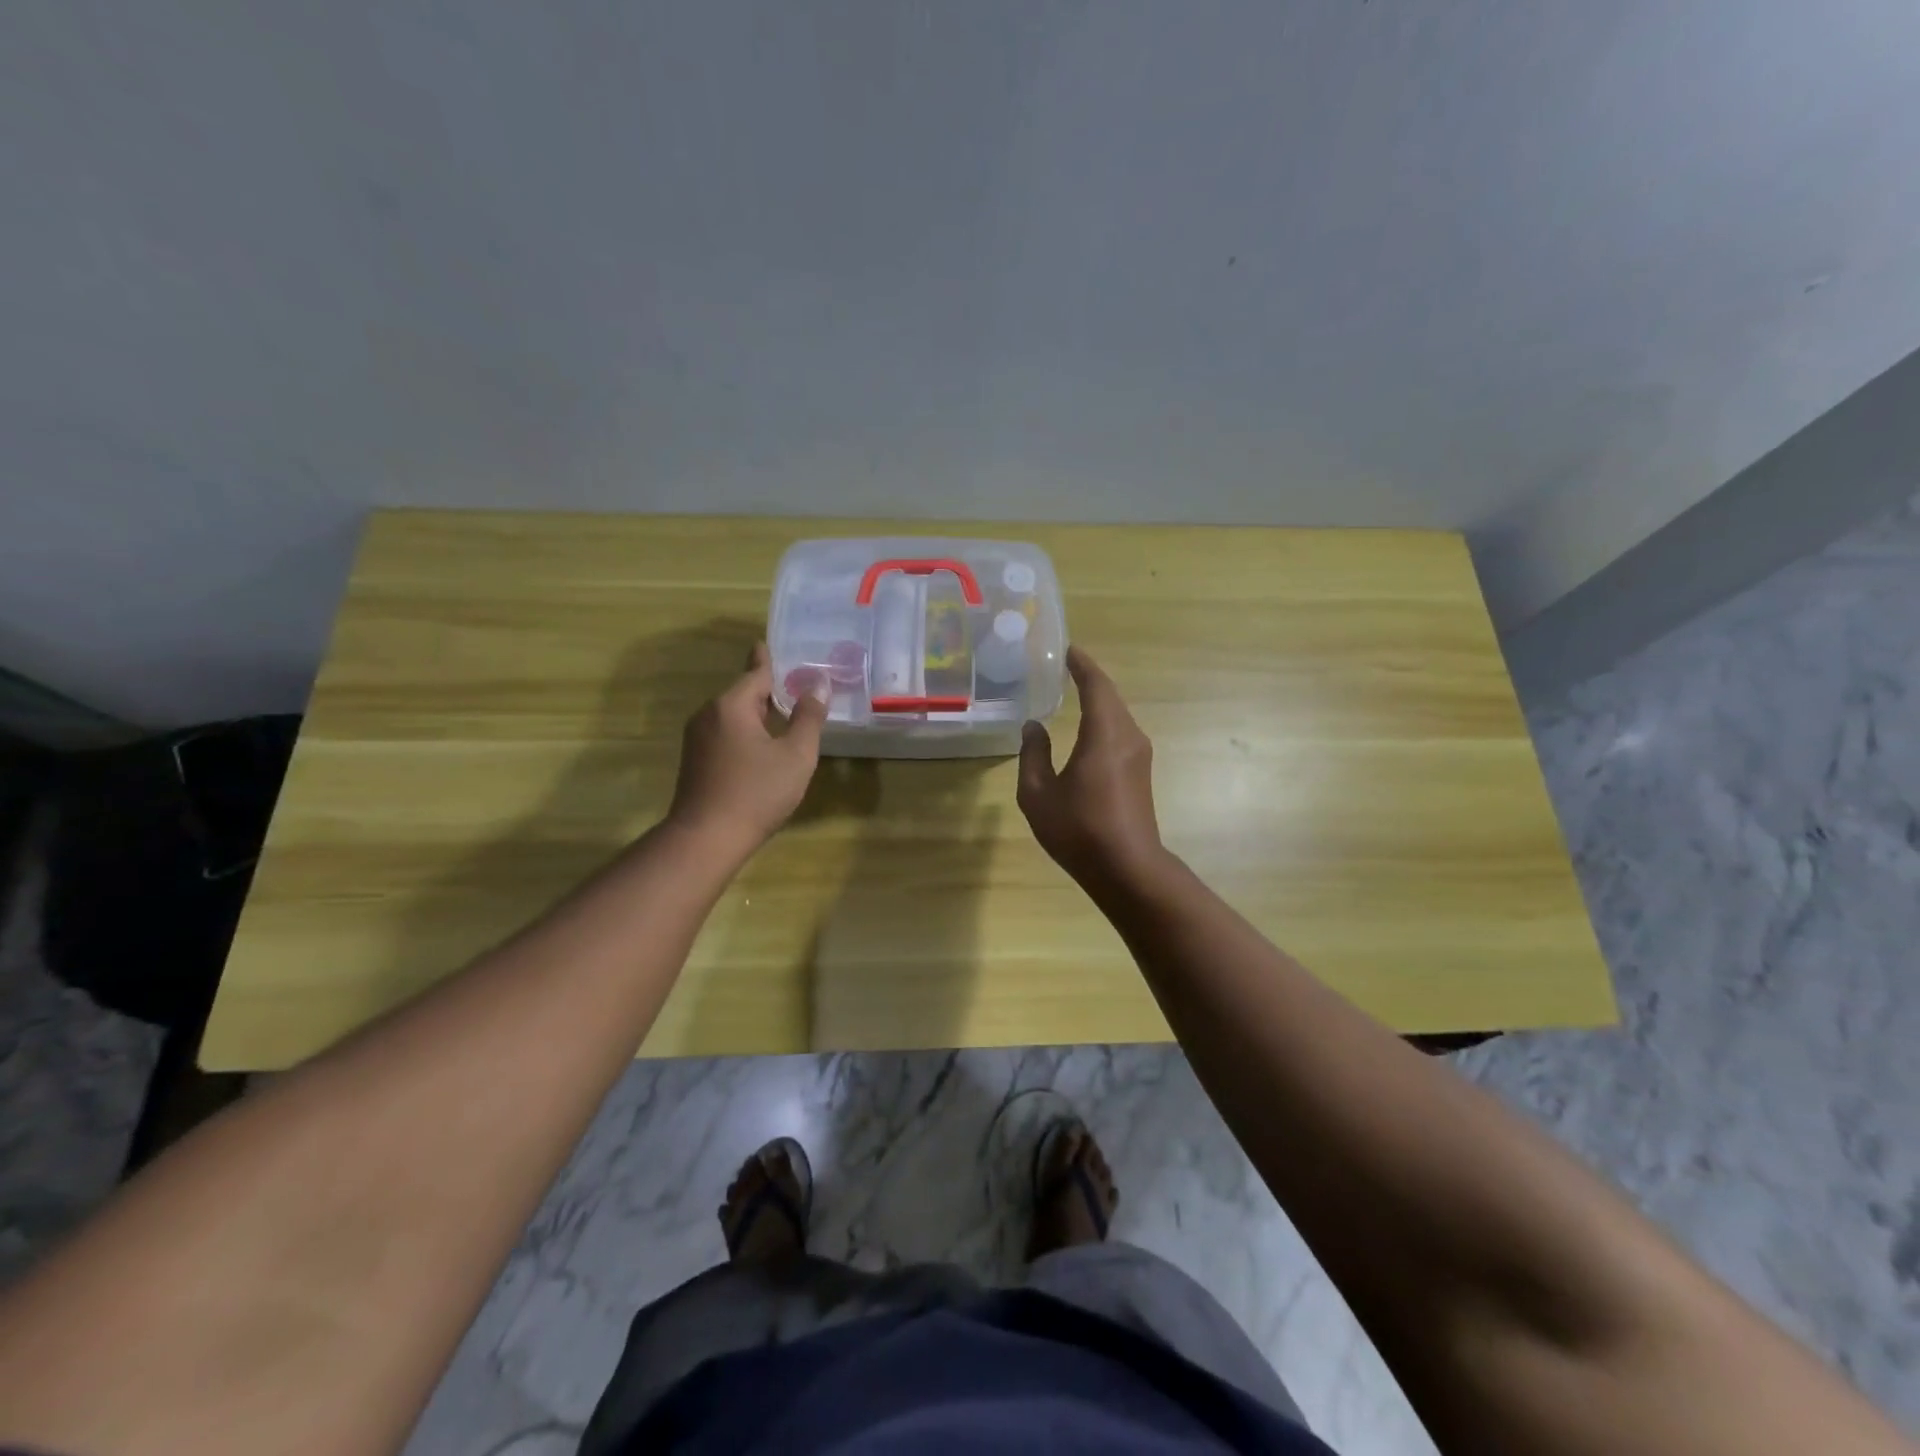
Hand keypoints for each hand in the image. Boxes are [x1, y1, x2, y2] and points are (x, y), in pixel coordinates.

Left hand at [667, 643, 827, 860]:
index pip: (757, 672)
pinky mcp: (695, 760)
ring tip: (786, 714)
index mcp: (731, 705)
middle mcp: (709, 714)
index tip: (773, 644)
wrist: (706, 838)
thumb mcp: (795, 755)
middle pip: (744, 692)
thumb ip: (809, 718)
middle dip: (770, 689)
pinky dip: (747, 731)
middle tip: (798, 686)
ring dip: (759, 713)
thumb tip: (817, 685)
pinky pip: (726, 733)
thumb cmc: (756, 792)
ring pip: (734, 715)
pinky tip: (764, 746)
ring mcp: (697, 738)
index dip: (771, 660)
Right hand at [1018, 647, 1164, 885]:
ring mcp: (1139, 755)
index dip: (1081, 664)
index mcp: (1104, 734)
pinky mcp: (1141, 773)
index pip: (1096, 685)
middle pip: (1110, 696)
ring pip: (1117, 715)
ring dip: (1098, 700)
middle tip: (1064, 667)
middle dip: (1089, 679)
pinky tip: (1085, 730)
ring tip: (1072, 692)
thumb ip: (1032, 754)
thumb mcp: (1038, 794)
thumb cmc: (1079, 829)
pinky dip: (1103, 720)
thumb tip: (1033, 727)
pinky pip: (1120, 733)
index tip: (1067, 649)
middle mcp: (1128, 736)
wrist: (1127, 869)